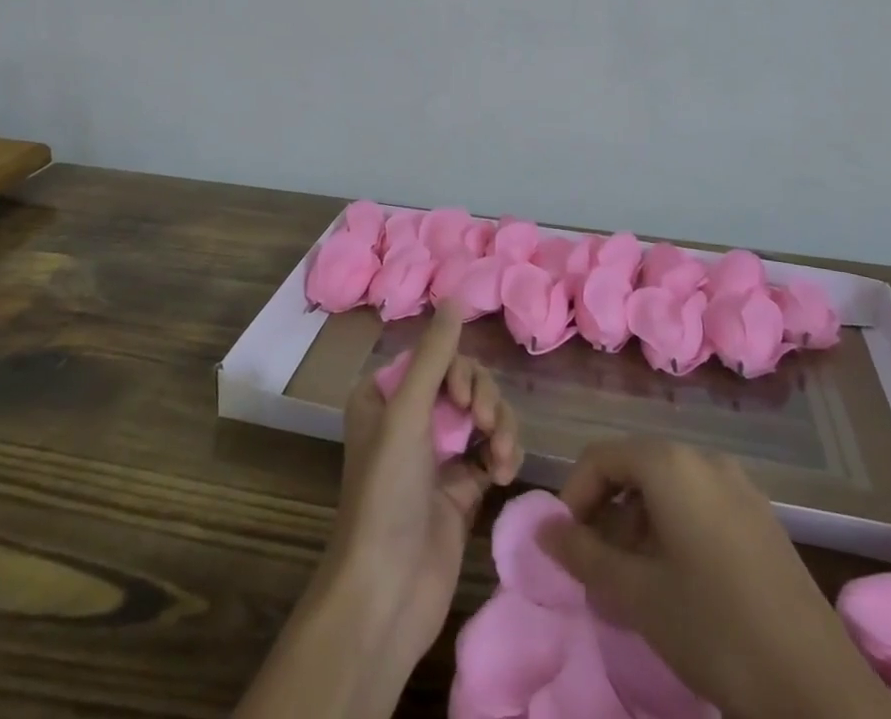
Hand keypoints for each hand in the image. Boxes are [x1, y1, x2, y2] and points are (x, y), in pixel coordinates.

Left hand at [324, 302, 523, 686]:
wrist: (388, 593)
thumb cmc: (387, 493)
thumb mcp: (407, 413)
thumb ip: (436, 354)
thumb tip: (456, 296)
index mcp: (386, 395)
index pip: (437, 356)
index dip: (458, 371)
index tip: (462, 399)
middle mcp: (411, 417)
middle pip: (465, 382)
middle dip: (483, 400)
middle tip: (482, 427)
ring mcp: (439, 453)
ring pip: (484, 414)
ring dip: (499, 428)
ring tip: (499, 460)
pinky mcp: (463, 486)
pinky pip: (494, 449)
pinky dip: (504, 454)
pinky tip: (503, 474)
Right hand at [538, 438, 890, 718]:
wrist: (817, 686)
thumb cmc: (714, 629)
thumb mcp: (636, 594)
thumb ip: (584, 554)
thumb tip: (543, 527)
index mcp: (671, 464)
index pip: (602, 457)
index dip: (574, 496)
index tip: (566, 545)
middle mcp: (704, 460)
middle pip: (636, 468)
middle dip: (607, 513)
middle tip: (595, 568)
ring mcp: (738, 486)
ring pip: (669, 489)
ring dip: (638, 525)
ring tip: (633, 582)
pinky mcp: (761, 517)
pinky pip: (700, 505)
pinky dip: (674, 530)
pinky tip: (677, 583)